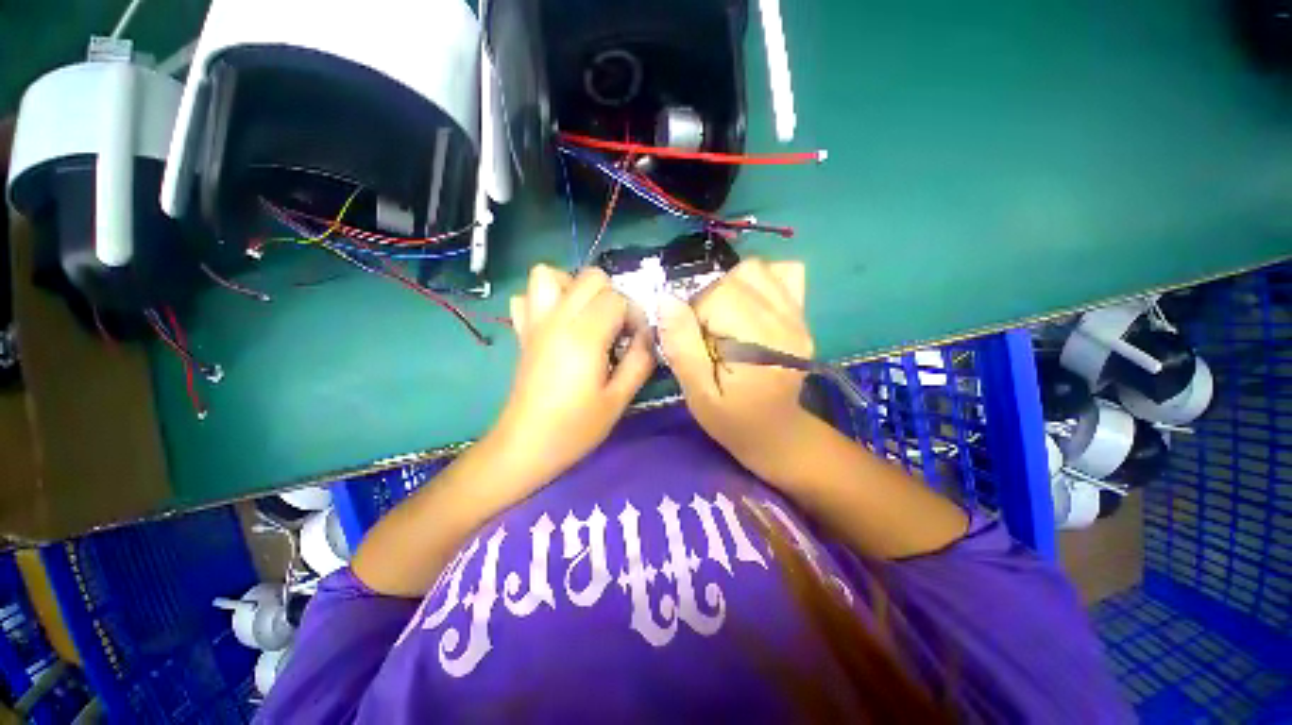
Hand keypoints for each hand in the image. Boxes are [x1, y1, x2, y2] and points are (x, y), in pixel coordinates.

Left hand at [491, 264, 654, 486]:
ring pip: (550, 274)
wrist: (527, 444)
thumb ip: (640, 361)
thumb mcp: (619, 399)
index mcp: (584, 336)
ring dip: (575, 288)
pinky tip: (558, 322)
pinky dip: (544, 299)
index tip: (636, 340)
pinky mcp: (523, 332)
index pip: (618, 299)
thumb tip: (647, 335)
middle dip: (612, 296)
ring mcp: (535, 323)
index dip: (634, 315)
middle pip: (590, 278)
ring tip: (588, 315)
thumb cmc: (576, 427)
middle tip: (617, 328)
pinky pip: (526, 296)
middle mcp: (558, 319)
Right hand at [658, 259, 814, 482]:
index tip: (697, 344)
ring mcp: (798, 315)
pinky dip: (760, 280)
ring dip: (731, 286)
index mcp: (759, 344)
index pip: (718, 296)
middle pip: (736, 278)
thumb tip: (666, 299)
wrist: (777, 432)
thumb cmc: (733, 419)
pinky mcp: (801, 314)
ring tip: (726, 317)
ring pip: (757, 269)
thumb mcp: (698, 393)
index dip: (695, 315)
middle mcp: (785, 322)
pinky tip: (750, 304)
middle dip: (711, 300)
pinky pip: (784, 274)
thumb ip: (681, 346)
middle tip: (709, 334)